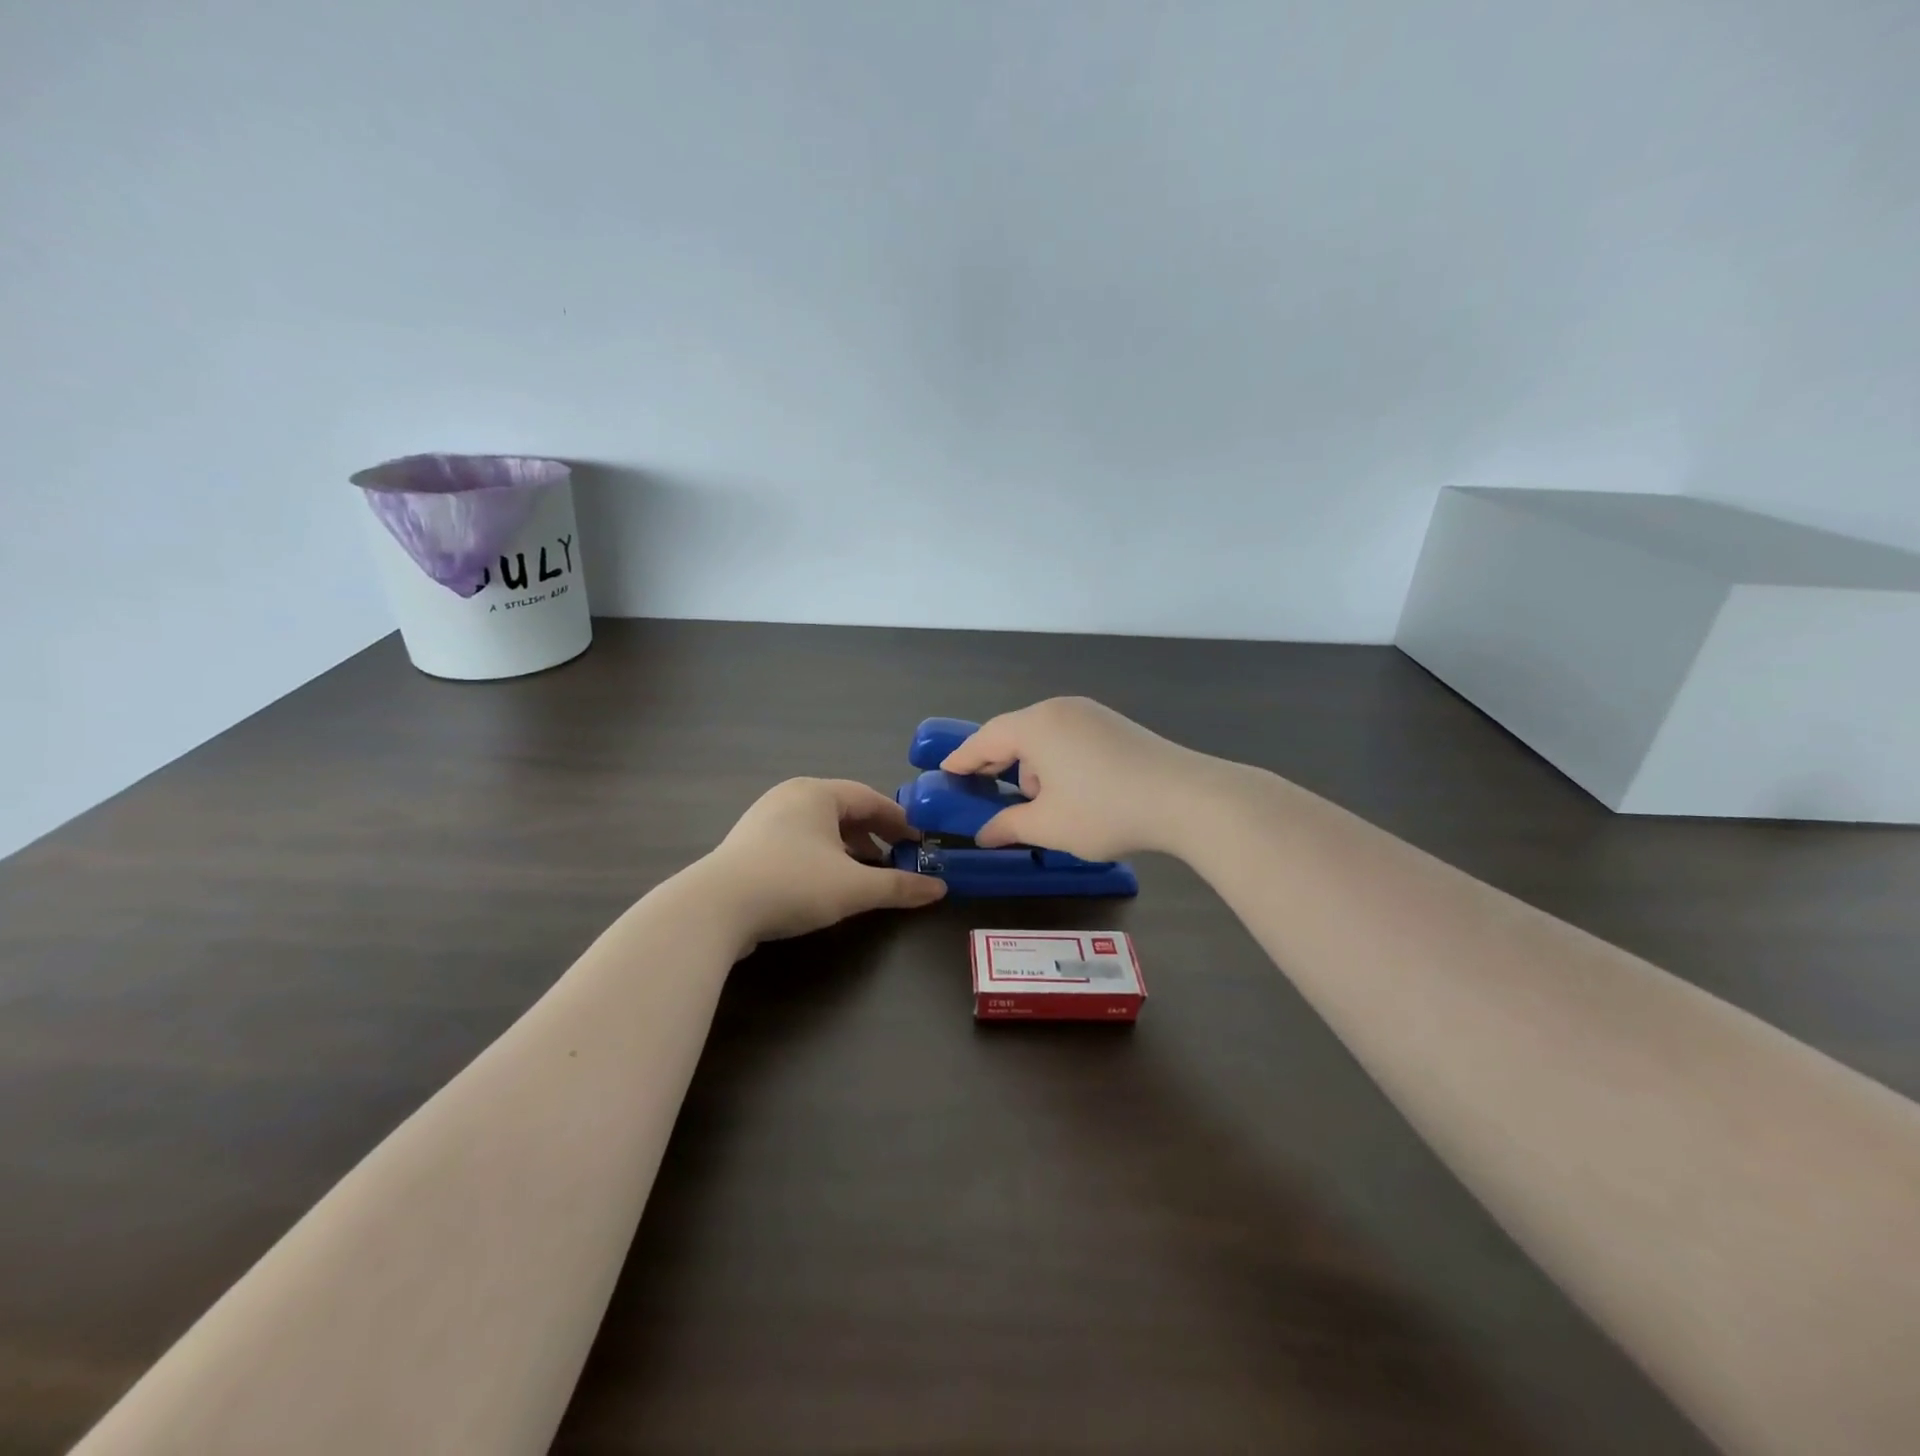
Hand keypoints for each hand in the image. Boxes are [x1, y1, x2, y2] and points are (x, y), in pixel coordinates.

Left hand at [701, 778, 945, 943]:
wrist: (714, 908)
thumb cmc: (793, 883)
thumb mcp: (854, 887)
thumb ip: (898, 886)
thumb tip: (939, 890)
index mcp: (817, 793)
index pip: (870, 798)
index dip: (899, 821)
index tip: (919, 843)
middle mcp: (791, 796)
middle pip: (844, 810)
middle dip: (873, 834)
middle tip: (896, 857)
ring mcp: (765, 819)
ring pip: (819, 827)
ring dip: (848, 848)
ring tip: (865, 873)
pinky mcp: (748, 845)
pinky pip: (798, 841)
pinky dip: (821, 856)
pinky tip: (827, 882)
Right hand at [939, 697, 1205, 861]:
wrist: (1187, 798)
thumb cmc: (1105, 810)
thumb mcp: (1049, 826)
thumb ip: (1009, 826)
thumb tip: (985, 834)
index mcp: (1036, 726)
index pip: (985, 739)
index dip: (962, 758)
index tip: (944, 772)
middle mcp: (1060, 710)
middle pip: (1014, 733)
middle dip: (997, 764)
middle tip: (980, 789)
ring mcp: (1091, 714)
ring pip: (1044, 737)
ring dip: (1031, 766)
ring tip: (1037, 804)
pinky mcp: (1115, 726)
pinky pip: (1069, 739)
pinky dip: (1057, 761)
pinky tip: (1069, 792)